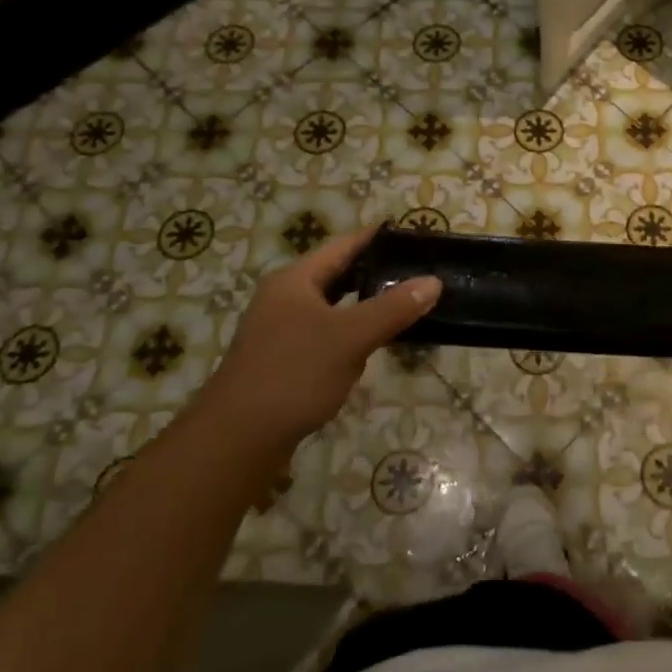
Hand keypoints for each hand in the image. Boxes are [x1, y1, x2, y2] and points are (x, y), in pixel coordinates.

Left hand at [206, 228, 441, 444]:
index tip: (409, 233)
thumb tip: (433, 281)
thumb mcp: (350, 337)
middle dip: (374, 271)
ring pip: (331, 306)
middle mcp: (284, 298)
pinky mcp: (282, 360)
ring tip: (403, 302)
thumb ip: (393, 308)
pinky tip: (371, 344)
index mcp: (295, 280)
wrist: (238, 438)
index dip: (375, 237)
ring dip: (363, 303)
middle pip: (336, 274)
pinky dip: (350, 331)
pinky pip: (324, 333)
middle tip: (415, 268)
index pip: (342, 245)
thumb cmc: (294, 374)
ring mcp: (279, 330)